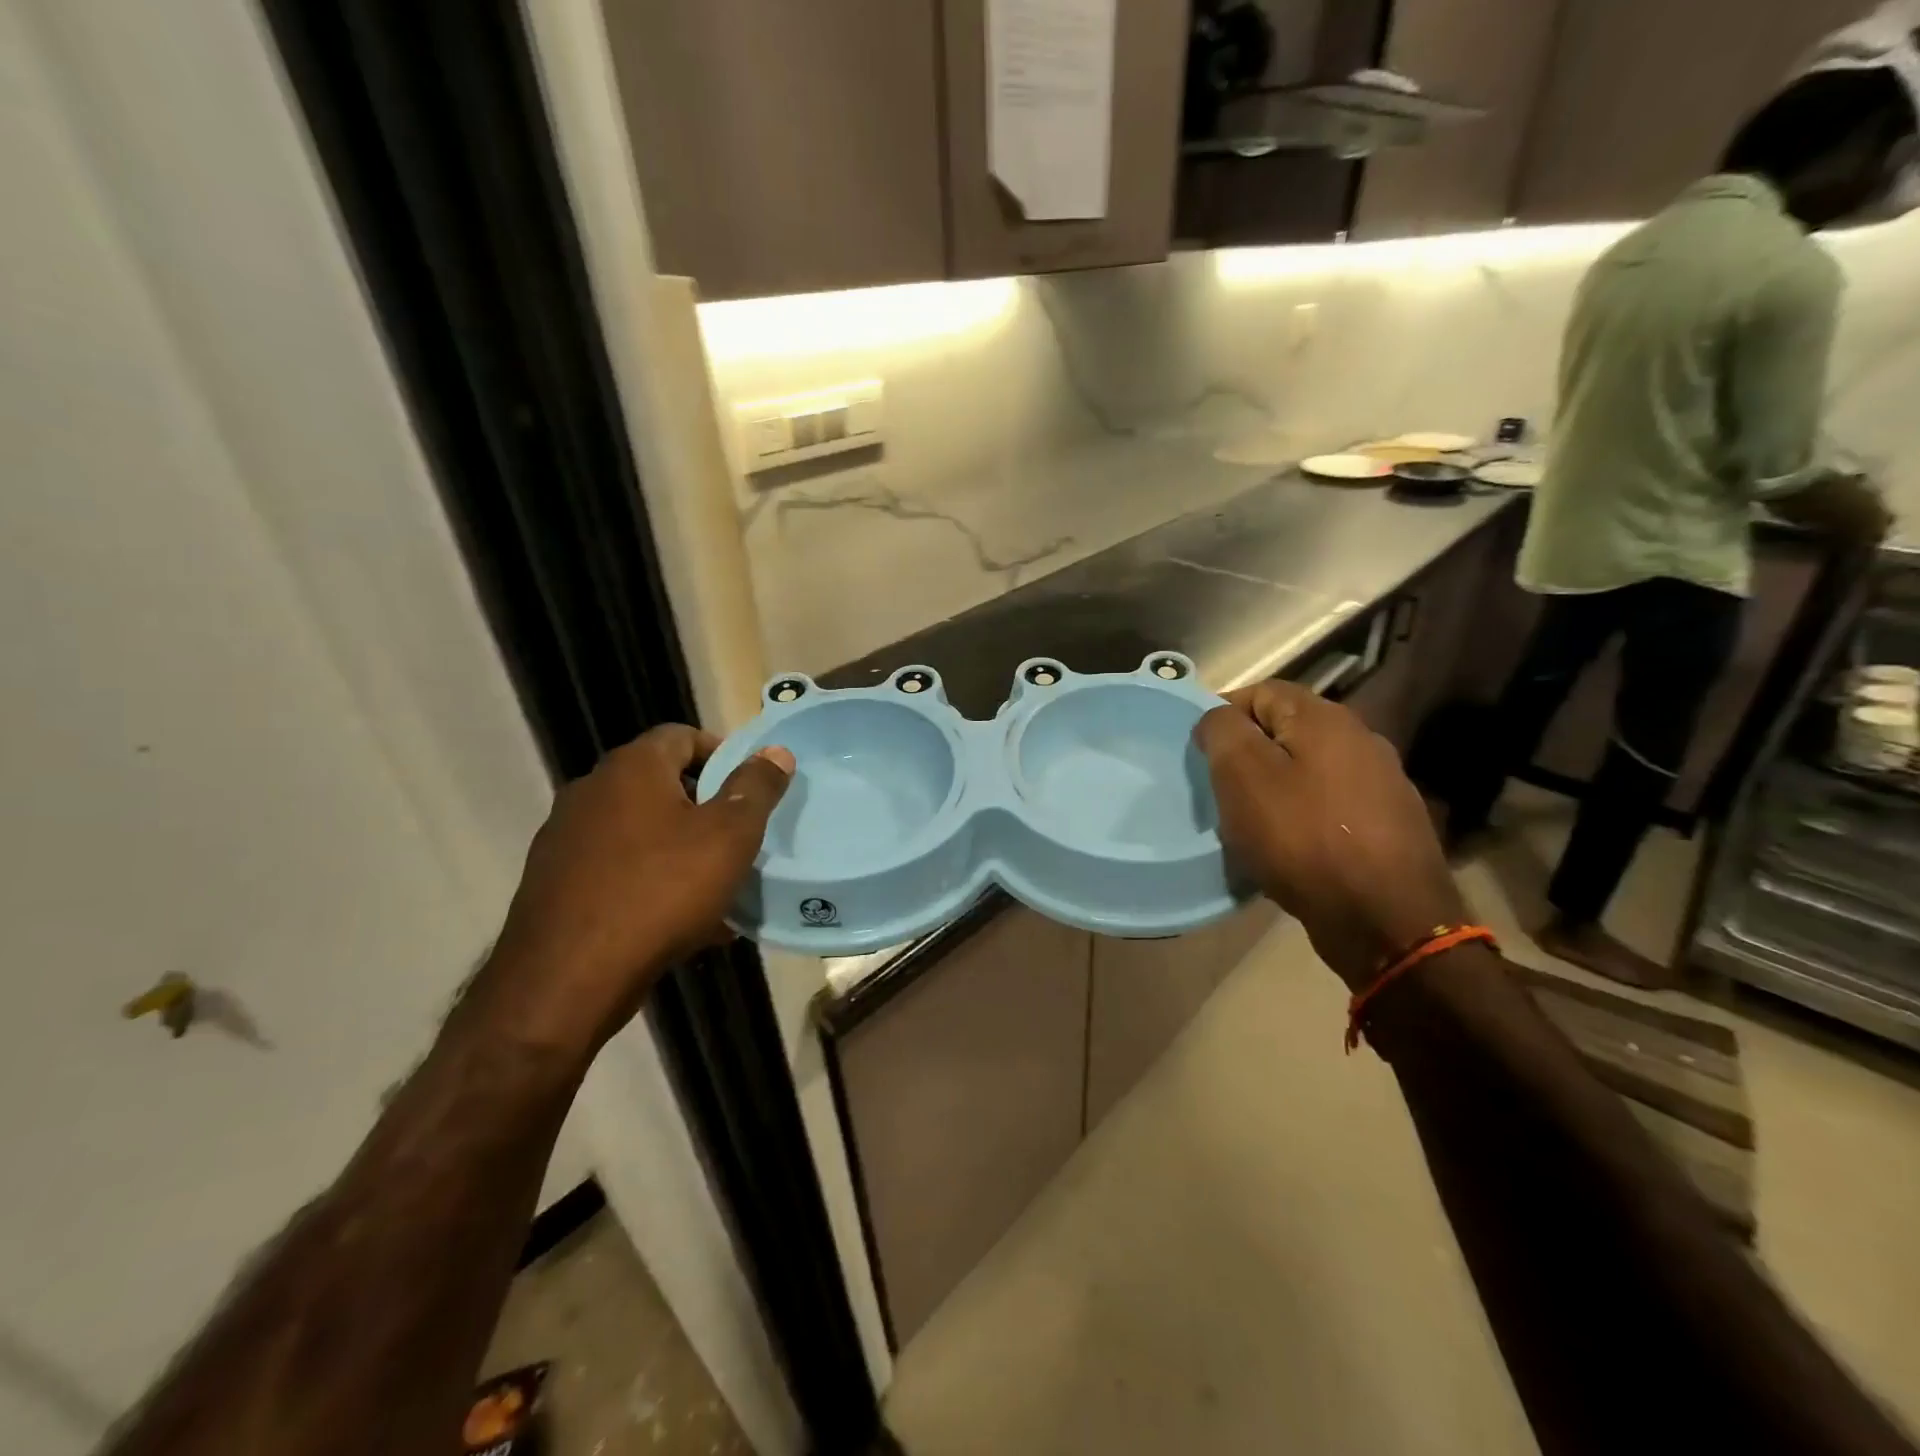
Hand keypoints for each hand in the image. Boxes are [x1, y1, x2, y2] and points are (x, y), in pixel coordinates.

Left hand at [483, 725, 792, 1053]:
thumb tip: (776, 751)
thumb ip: (756, 787)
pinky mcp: (554, 883)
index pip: (681, 735)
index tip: (749, 788)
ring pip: (640, 830)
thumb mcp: (729, 836)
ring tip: (715, 885)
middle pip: (660, 783)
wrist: (566, 980)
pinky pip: (618, 869)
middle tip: (739, 838)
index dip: (721, 753)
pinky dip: (651, 881)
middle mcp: (591, 792)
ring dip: (680, 847)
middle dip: (704, 806)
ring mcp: (566, 838)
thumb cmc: (660, 892)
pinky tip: (680, 921)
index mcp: (631, 768)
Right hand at [1194, 682, 1466, 989]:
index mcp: (1325, 719)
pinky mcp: (1389, 824)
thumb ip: (1223, 732)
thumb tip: (1219, 719)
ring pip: (1309, 769)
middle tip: (1220, 788)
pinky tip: (1290, 846)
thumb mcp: (1242, 776)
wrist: (1386, 918)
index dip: (1223, 714)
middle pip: (1287, 730)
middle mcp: (1360, 739)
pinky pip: (1330, 805)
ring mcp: (1382, 782)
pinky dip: (1303, 816)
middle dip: (1249, 753)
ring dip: (1275, 787)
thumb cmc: (1302, 838)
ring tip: (1250, 821)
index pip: (1261, 692)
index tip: (1200, 752)